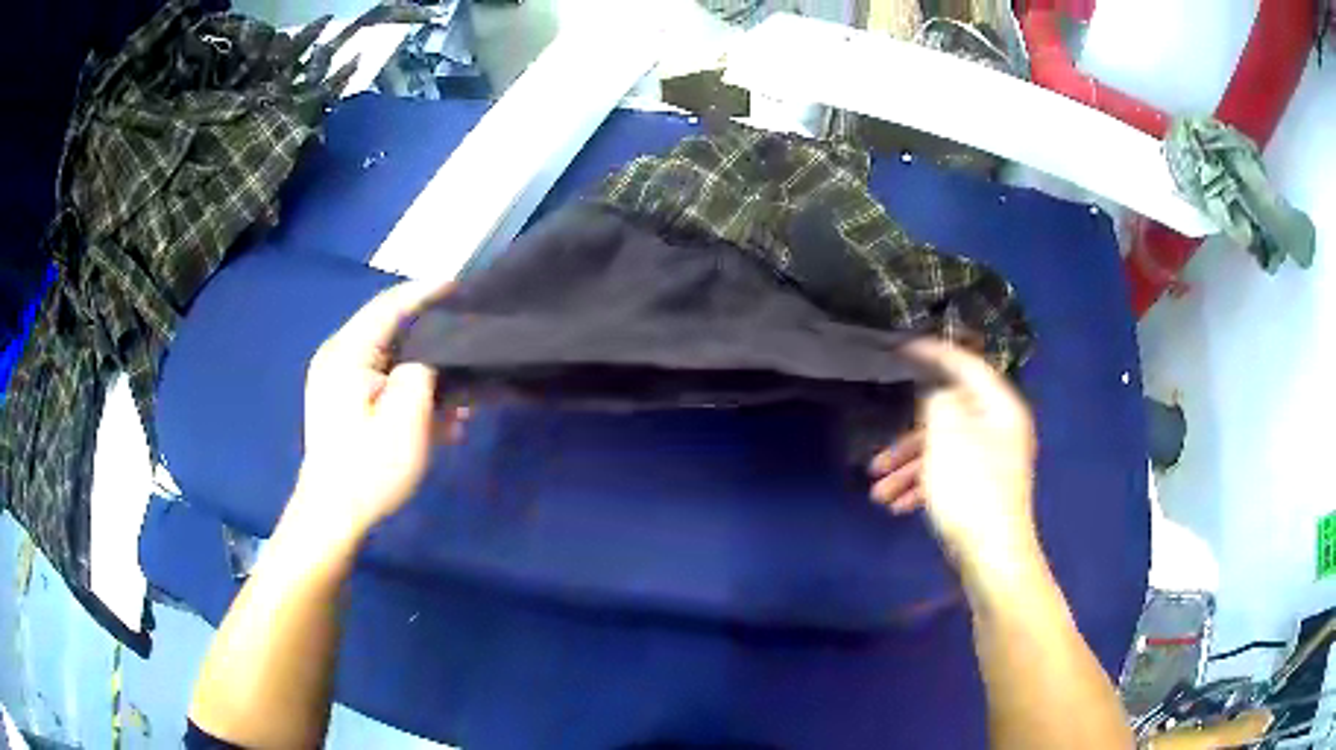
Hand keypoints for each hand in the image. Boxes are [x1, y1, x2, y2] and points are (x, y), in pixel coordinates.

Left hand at [292, 281, 467, 542]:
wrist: (332, 515)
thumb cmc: (369, 469)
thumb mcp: (407, 421)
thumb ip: (423, 373)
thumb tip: (430, 356)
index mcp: (347, 352)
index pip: (390, 305)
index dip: (427, 292)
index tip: (462, 288)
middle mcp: (338, 355)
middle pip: (390, 328)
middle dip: (431, 337)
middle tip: (466, 344)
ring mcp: (336, 378)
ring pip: (389, 356)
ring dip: (424, 371)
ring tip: (458, 398)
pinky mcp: (341, 400)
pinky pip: (380, 379)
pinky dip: (408, 389)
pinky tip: (436, 419)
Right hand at [868, 339, 1037, 572]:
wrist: (993, 558)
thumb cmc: (971, 492)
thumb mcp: (947, 439)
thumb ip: (938, 403)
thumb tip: (937, 391)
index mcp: (999, 408)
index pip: (966, 366)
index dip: (934, 354)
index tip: (903, 349)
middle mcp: (998, 430)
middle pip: (949, 418)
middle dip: (908, 439)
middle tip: (878, 453)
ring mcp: (991, 462)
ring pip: (944, 451)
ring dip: (908, 469)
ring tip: (877, 493)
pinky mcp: (982, 490)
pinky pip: (949, 476)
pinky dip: (923, 487)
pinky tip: (897, 507)